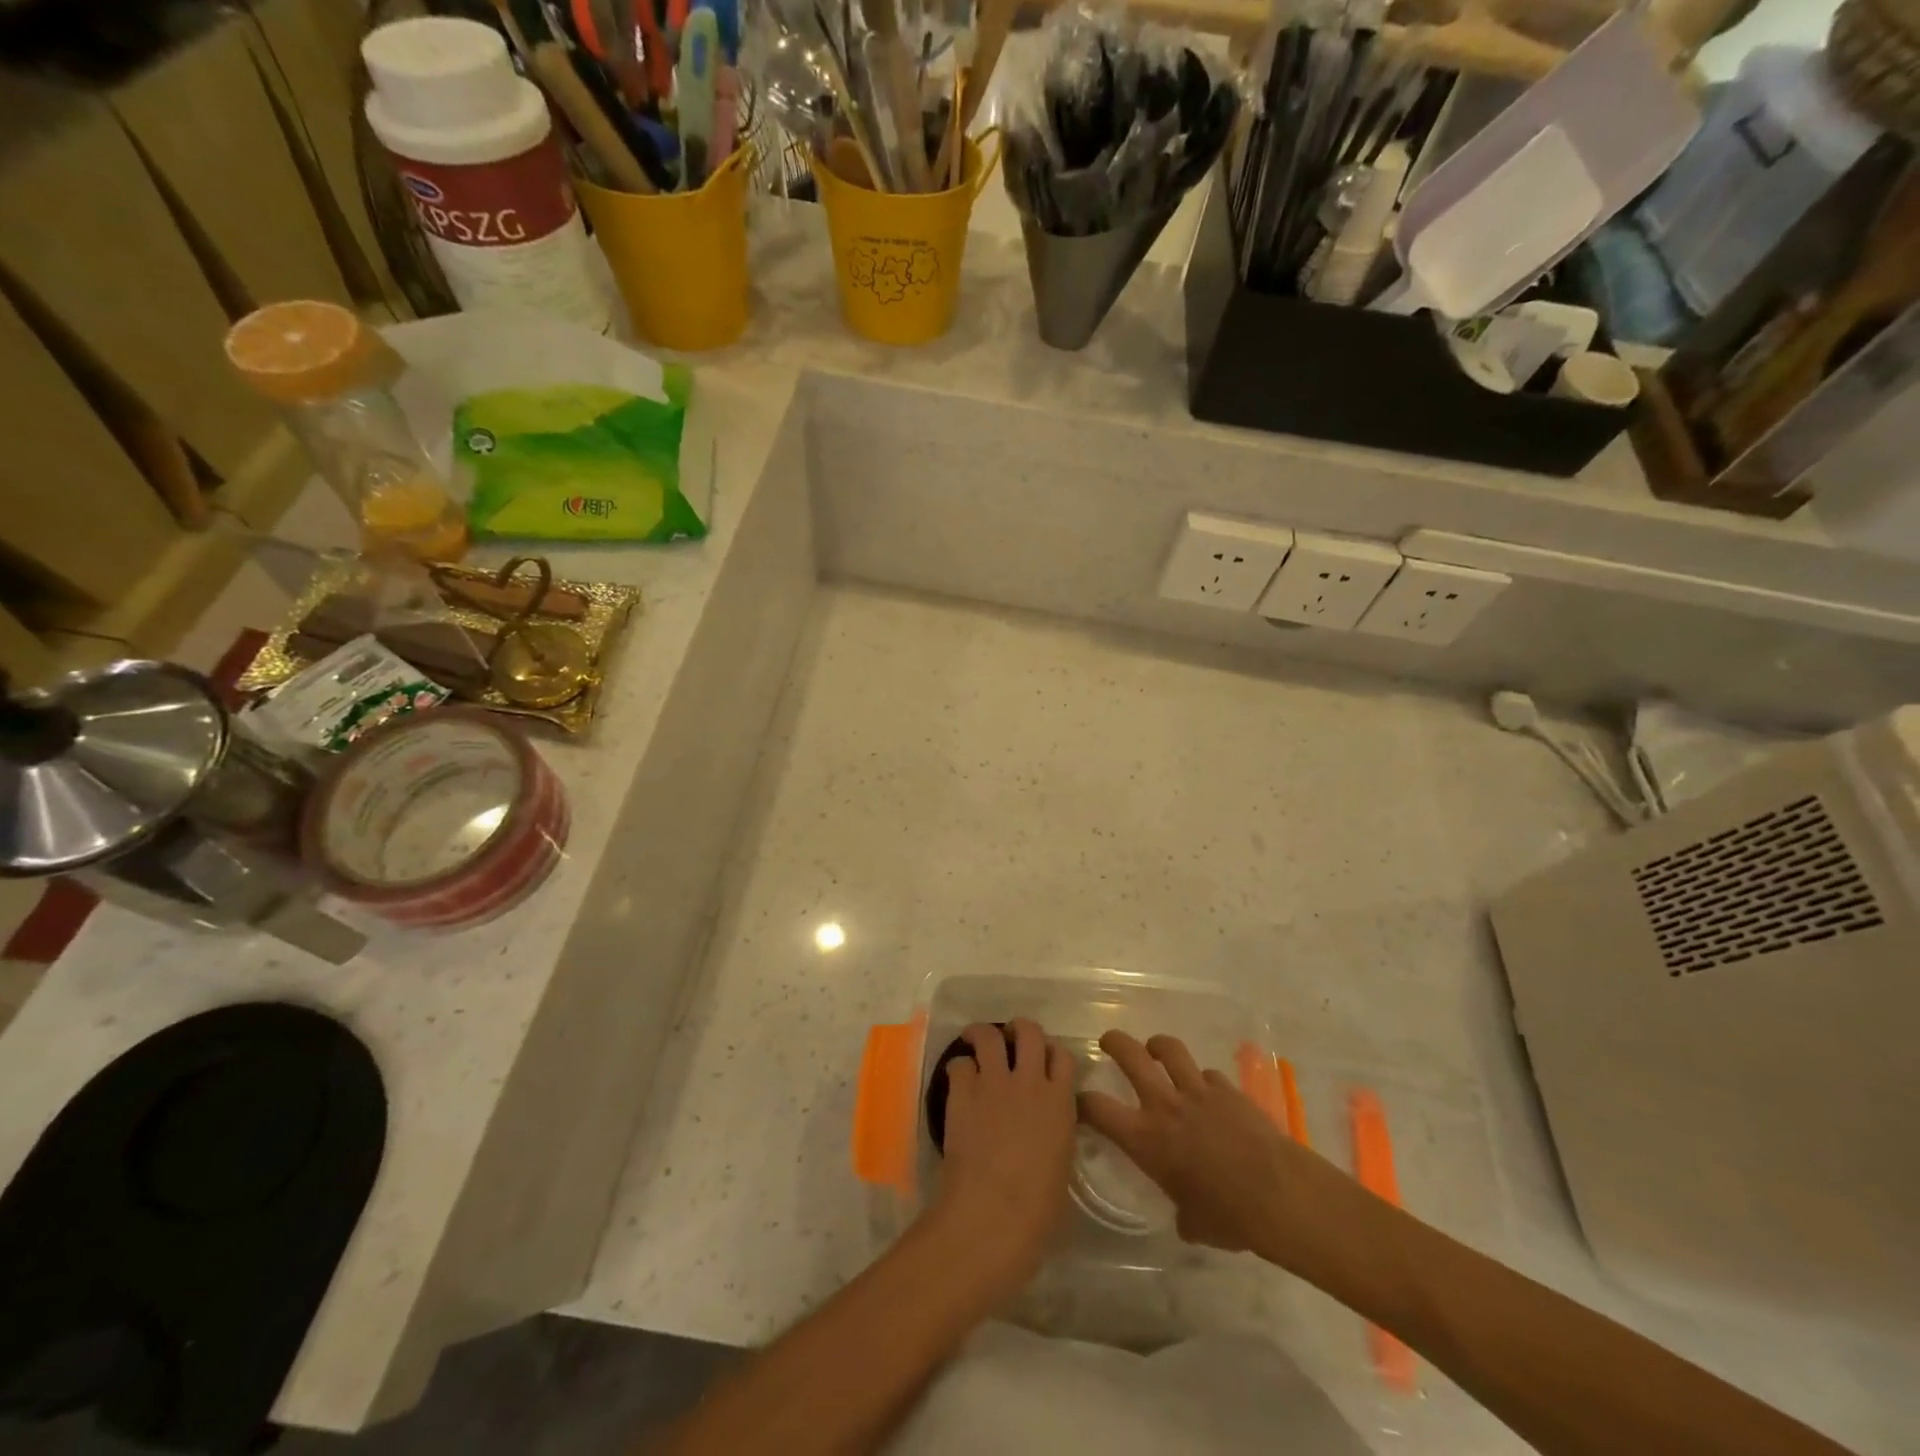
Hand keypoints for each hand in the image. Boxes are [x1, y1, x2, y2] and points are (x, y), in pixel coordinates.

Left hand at [928, 1019, 1076, 1296]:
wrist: (993, 1214)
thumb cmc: (1038, 1210)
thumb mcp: (1062, 1168)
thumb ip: (1057, 1138)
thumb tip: (1047, 1136)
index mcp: (1061, 1102)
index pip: (1063, 1056)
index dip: (1052, 1054)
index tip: (1043, 1061)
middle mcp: (1030, 1081)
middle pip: (1029, 1031)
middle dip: (1019, 1029)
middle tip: (1009, 1038)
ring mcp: (995, 1082)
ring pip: (990, 1035)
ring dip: (982, 1034)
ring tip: (975, 1040)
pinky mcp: (964, 1091)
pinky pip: (959, 1064)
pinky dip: (958, 1068)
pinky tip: (957, 1082)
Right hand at [1078, 1031, 1354, 1265]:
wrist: (1279, 1195)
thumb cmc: (1229, 1218)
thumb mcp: (1193, 1222)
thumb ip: (1180, 1209)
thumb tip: (1185, 1214)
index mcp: (1145, 1139)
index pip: (1097, 1108)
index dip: (1081, 1101)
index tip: (1077, 1101)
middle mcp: (1164, 1105)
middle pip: (1130, 1054)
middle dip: (1114, 1042)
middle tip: (1108, 1042)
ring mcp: (1198, 1091)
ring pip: (1169, 1049)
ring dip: (1158, 1046)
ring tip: (1155, 1050)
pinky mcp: (1228, 1089)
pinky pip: (1208, 1075)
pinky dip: (1203, 1080)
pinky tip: (1209, 1093)